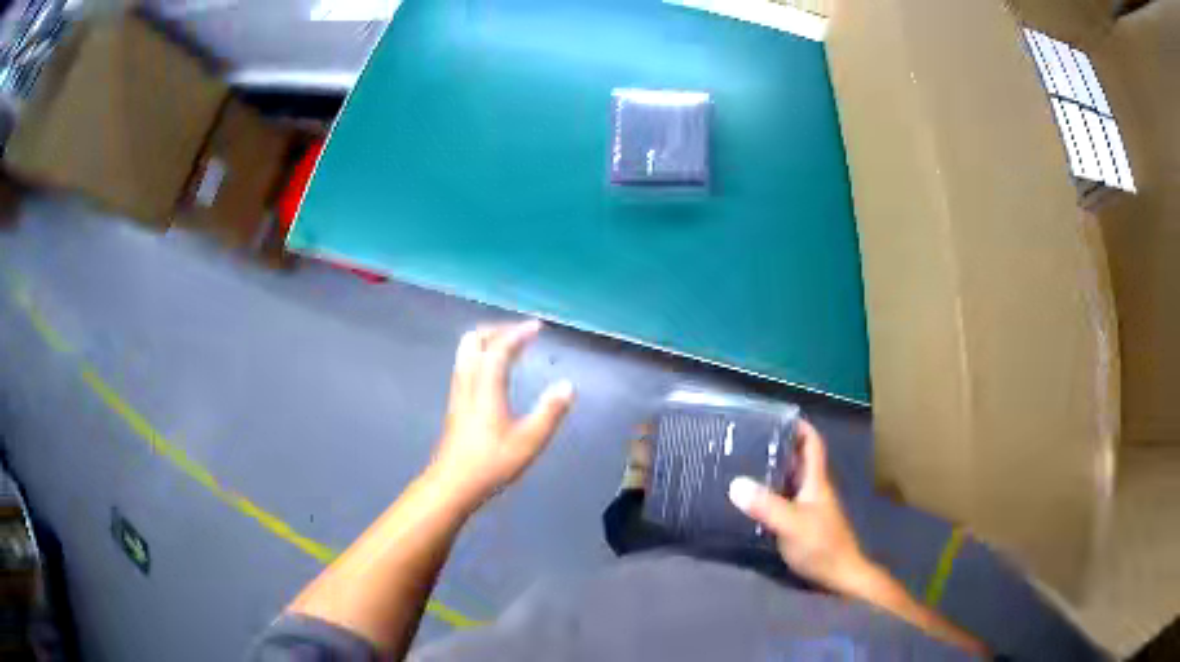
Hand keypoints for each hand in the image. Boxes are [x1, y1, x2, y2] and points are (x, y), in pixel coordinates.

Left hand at [428, 320, 574, 510]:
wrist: (453, 484)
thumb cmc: (492, 462)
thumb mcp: (529, 440)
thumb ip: (550, 412)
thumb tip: (567, 386)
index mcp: (486, 386)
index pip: (499, 348)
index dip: (518, 333)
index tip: (537, 327)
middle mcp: (468, 382)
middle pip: (474, 341)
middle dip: (497, 330)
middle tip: (520, 333)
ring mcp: (458, 393)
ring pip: (466, 353)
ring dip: (487, 342)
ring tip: (509, 347)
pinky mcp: (455, 405)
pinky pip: (466, 366)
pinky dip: (482, 357)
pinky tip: (495, 374)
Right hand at [728, 421, 872, 594]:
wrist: (840, 577)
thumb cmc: (821, 546)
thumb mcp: (792, 524)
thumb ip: (766, 506)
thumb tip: (735, 483)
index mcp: (816, 482)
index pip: (813, 445)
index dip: (800, 427)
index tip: (778, 417)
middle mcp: (814, 491)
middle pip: (799, 461)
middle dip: (779, 447)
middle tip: (748, 441)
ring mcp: (810, 509)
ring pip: (791, 482)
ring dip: (773, 472)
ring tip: (743, 467)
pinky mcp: (803, 525)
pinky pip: (785, 501)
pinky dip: (770, 495)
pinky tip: (752, 502)